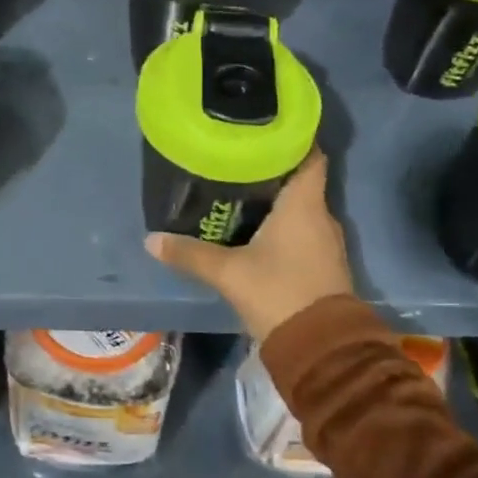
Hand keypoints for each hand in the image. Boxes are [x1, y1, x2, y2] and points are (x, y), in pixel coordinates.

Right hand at [145, 147, 352, 341]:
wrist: (321, 350)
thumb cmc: (278, 293)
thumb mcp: (228, 272)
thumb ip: (190, 254)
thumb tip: (151, 239)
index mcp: (304, 204)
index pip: (310, 155)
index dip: (294, 137)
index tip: (267, 127)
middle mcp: (322, 216)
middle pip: (301, 180)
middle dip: (273, 168)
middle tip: (238, 159)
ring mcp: (326, 243)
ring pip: (302, 208)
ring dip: (278, 199)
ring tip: (241, 190)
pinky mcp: (324, 265)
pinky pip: (303, 231)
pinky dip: (284, 224)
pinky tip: (257, 229)